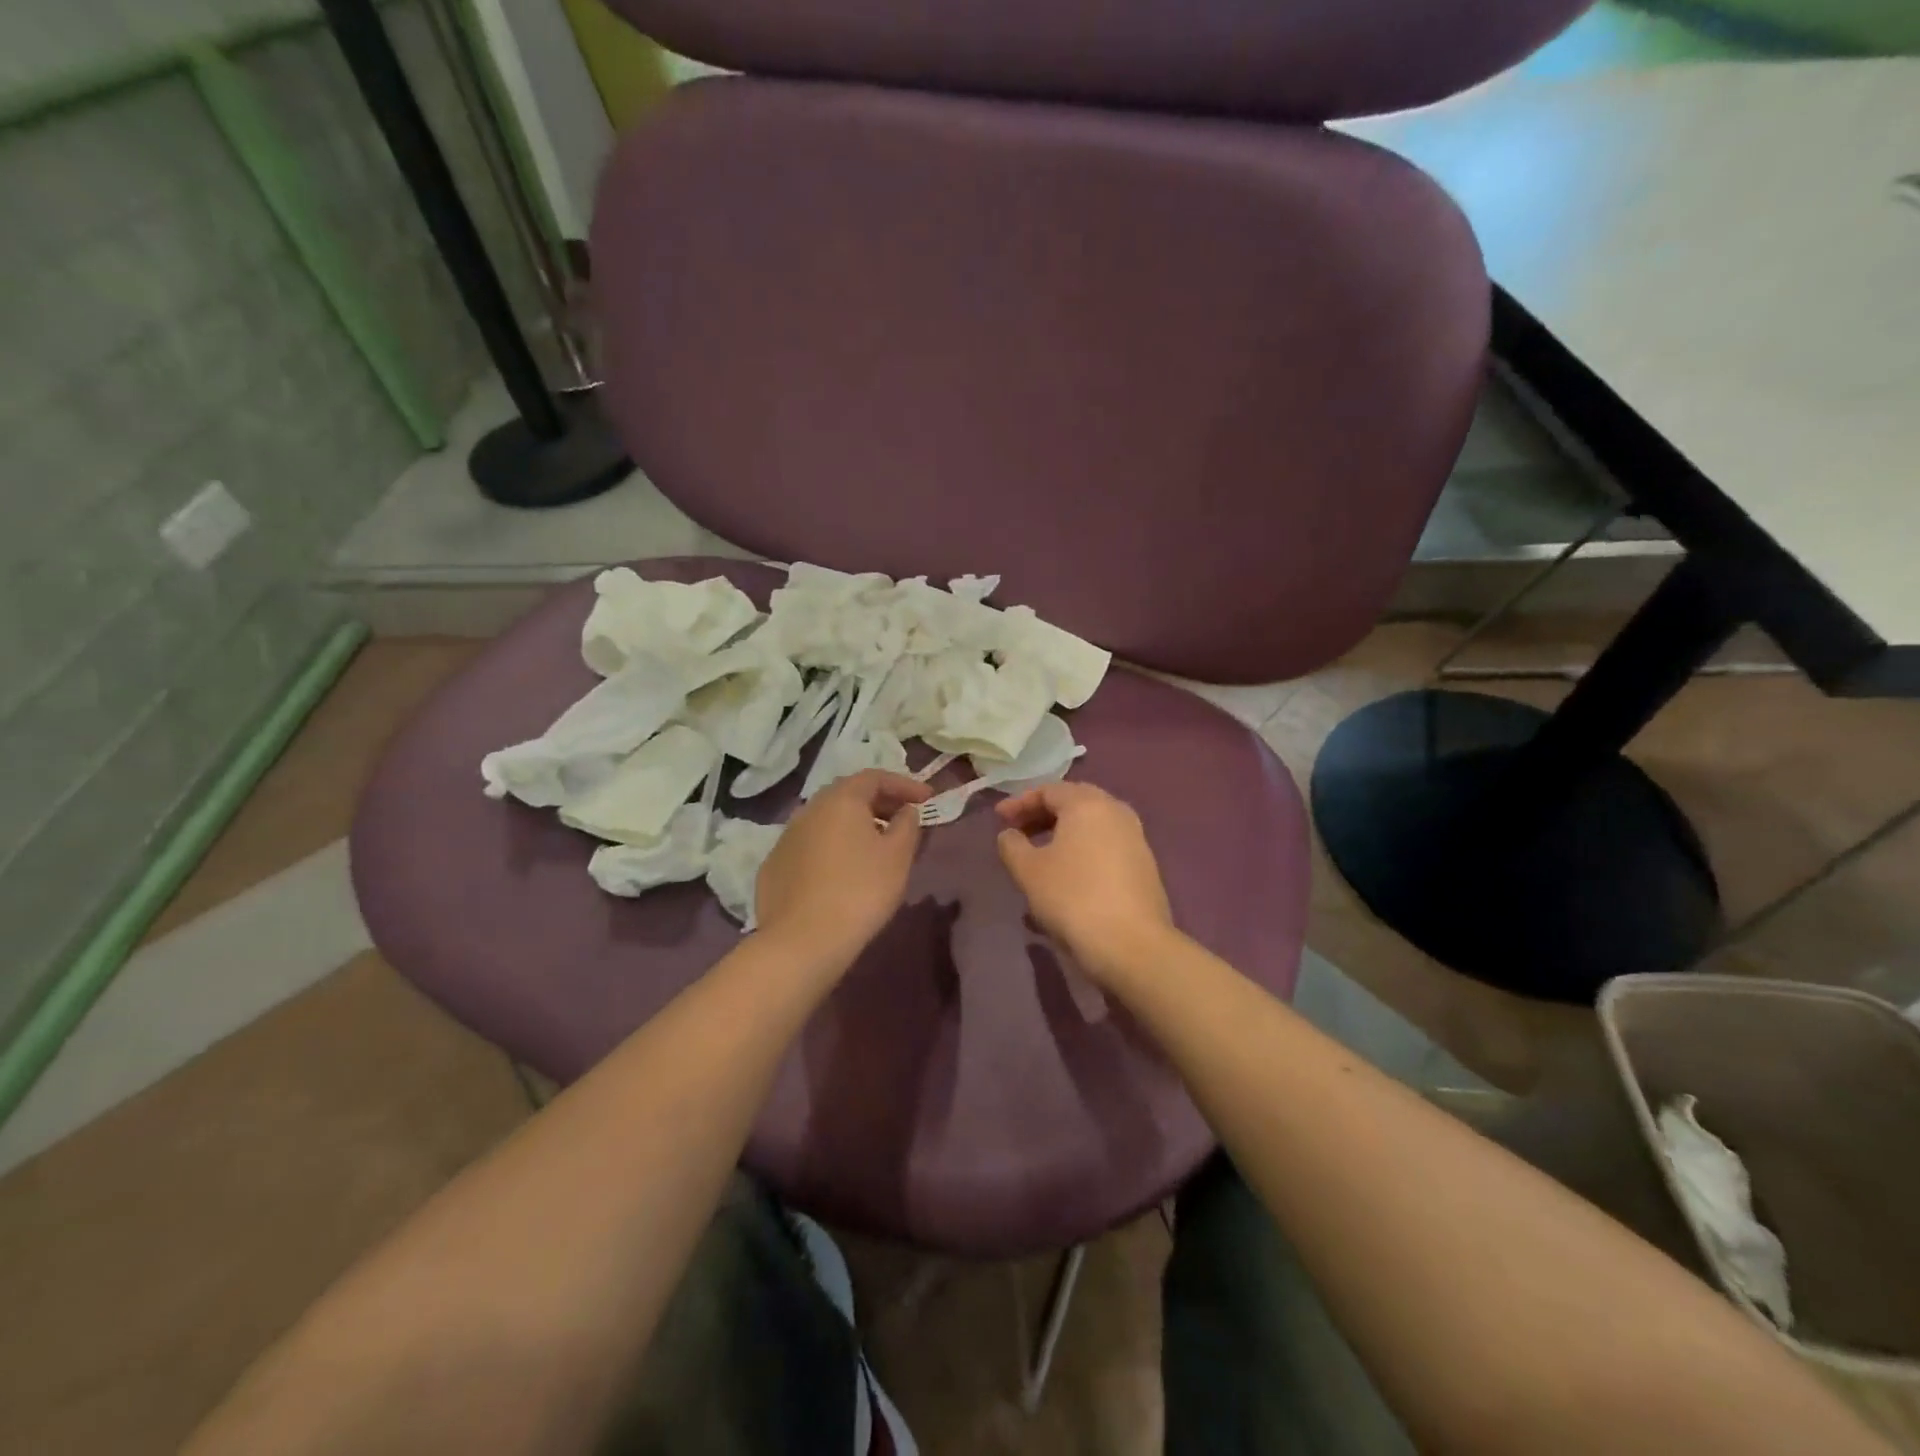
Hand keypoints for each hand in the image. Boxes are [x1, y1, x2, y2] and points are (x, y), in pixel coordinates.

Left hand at [756, 770, 931, 965]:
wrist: (802, 941)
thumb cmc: (860, 891)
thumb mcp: (898, 856)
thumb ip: (907, 825)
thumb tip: (905, 811)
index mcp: (840, 799)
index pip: (875, 777)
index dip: (904, 784)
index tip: (927, 799)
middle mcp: (809, 809)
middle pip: (848, 795)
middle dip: (879, 802)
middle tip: (903, 818)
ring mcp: (786, 837)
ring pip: (827, 820)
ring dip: (854, 825)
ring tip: (876, 845)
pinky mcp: (774, 866)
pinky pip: (810, 846)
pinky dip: (832, 847)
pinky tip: (843, 870)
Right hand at [995, 782, 1175, 982]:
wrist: (1132, 945)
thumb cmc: (1073, 898)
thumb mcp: (1028, 871)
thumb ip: (1012, 846)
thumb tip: (1010, 835)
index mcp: (1088, 804)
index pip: (1049, 790)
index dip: (1019, 802)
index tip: (999, 819)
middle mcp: (1116, 812)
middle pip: (1074, 802)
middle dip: (1043, 814)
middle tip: (1019, 830)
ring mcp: (1136, 838)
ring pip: (1092, 825)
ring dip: (1063, 833)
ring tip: (1040, 854)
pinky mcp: (1145, 865)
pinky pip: (1106, 845)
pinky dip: (1082, 850)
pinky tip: (1068, 875)